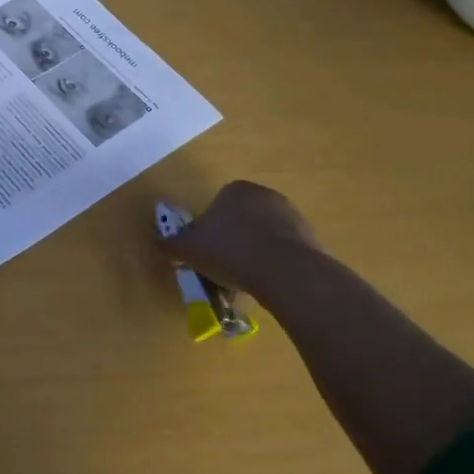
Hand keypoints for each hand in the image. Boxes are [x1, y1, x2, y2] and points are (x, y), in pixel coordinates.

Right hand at [163, 181, 321, 302]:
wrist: (285, 271)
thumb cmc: (230, 252)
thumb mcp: (189, 249)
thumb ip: (172, 244)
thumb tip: (162, 243)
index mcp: (235, 190)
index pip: (216, 207)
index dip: (208, 232)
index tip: (207, 254)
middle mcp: (264, 195)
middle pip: (241, 220)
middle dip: (233, 241)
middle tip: (224, 268)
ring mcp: (292, 215)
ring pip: (263, 236)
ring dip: (255, 253)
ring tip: (246, 281)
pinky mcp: (311, 237)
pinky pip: (285, 251)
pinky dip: (275, 264)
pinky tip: (268, 283)